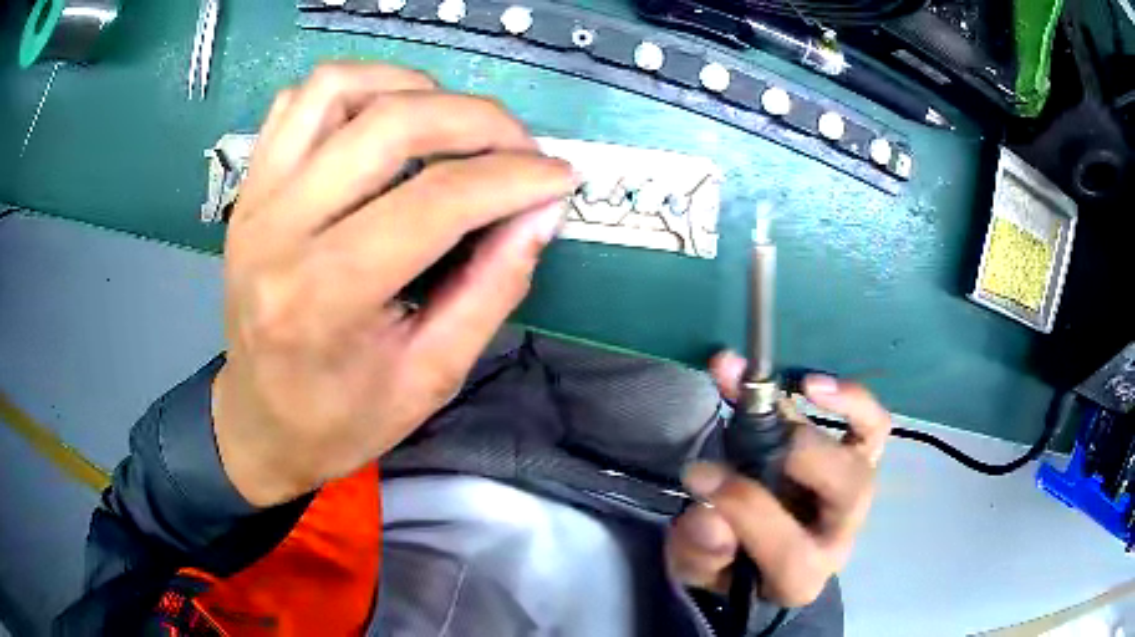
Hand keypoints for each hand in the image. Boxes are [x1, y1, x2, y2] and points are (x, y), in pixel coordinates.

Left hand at [211, 63, 575, 506]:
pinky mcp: (251, 186)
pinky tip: (387, 118)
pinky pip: (299, 100)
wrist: (262, 422)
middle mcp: (278, 231)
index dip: (513, 179)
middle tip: (520, 148)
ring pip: (338, 87)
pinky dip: (357, 88)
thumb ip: (493, 287)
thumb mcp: (432, 376)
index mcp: (323, 299)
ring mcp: (256, 198)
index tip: (559, 179)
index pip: (435, 202)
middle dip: (478, 121)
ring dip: (413, 88)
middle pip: (390, 125)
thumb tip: (543, 210)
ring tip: (454, 124)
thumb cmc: (342, 419)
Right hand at [666, 352, 890, 606]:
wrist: (761, 557)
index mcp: (799, 577)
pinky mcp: (859, 462)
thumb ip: (699, 551)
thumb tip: (709, 512)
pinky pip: (873, 428)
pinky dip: (853, 402)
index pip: (788, 548)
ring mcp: (854, 496)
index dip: (745, 507)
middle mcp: (839, 536)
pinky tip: (814, 385)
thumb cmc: (728, 565)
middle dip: (798, 454)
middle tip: (748, 431)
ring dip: (838, 412)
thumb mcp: (697, 569)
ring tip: (798, 385)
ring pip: (865, 454)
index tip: (699, 474)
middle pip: (848, 493)